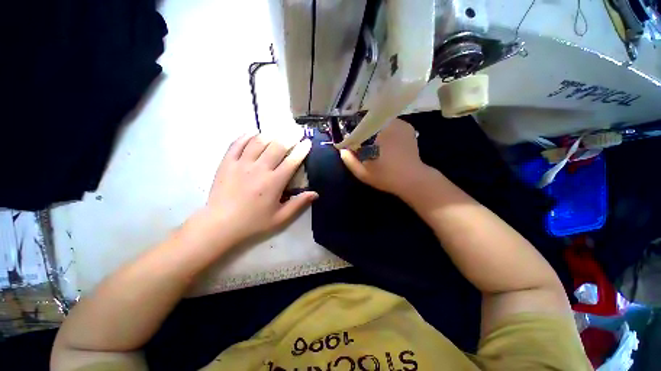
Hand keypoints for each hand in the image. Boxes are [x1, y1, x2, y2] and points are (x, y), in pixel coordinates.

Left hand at [196, 134, 317, 246]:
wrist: (220, 225)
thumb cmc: (253, 223)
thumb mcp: (280, 218)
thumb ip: (298, 204)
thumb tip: (315, 193)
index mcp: (274, 182)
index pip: (292, 161)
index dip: (302, 149)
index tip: (308, 142)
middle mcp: (259, 169)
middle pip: (277, 146)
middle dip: (290, 136)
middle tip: (297, 131)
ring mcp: (241, 164)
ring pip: (258, 141)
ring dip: (271, 134)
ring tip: (278, 131)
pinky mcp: (227, 163)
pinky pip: (237, 144)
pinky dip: (246, 136)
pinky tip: (253, 132)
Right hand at [340, 118, 428, 195]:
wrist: (413, 179)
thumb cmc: (386, 177)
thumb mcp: (363, 173)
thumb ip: (350, 161)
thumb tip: (342, 149)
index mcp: (377, 134)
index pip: (359, 123)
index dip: (352, 128)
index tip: (349, 137)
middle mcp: (389, 124)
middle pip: (370, 119)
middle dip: (363, 127)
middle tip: (359, 138)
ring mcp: (401, 124)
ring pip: (381, 120)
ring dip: (374, 128)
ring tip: (371, 139)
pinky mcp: (408, 128)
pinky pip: (392, 123)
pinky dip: (385, 129)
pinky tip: (384, 140)